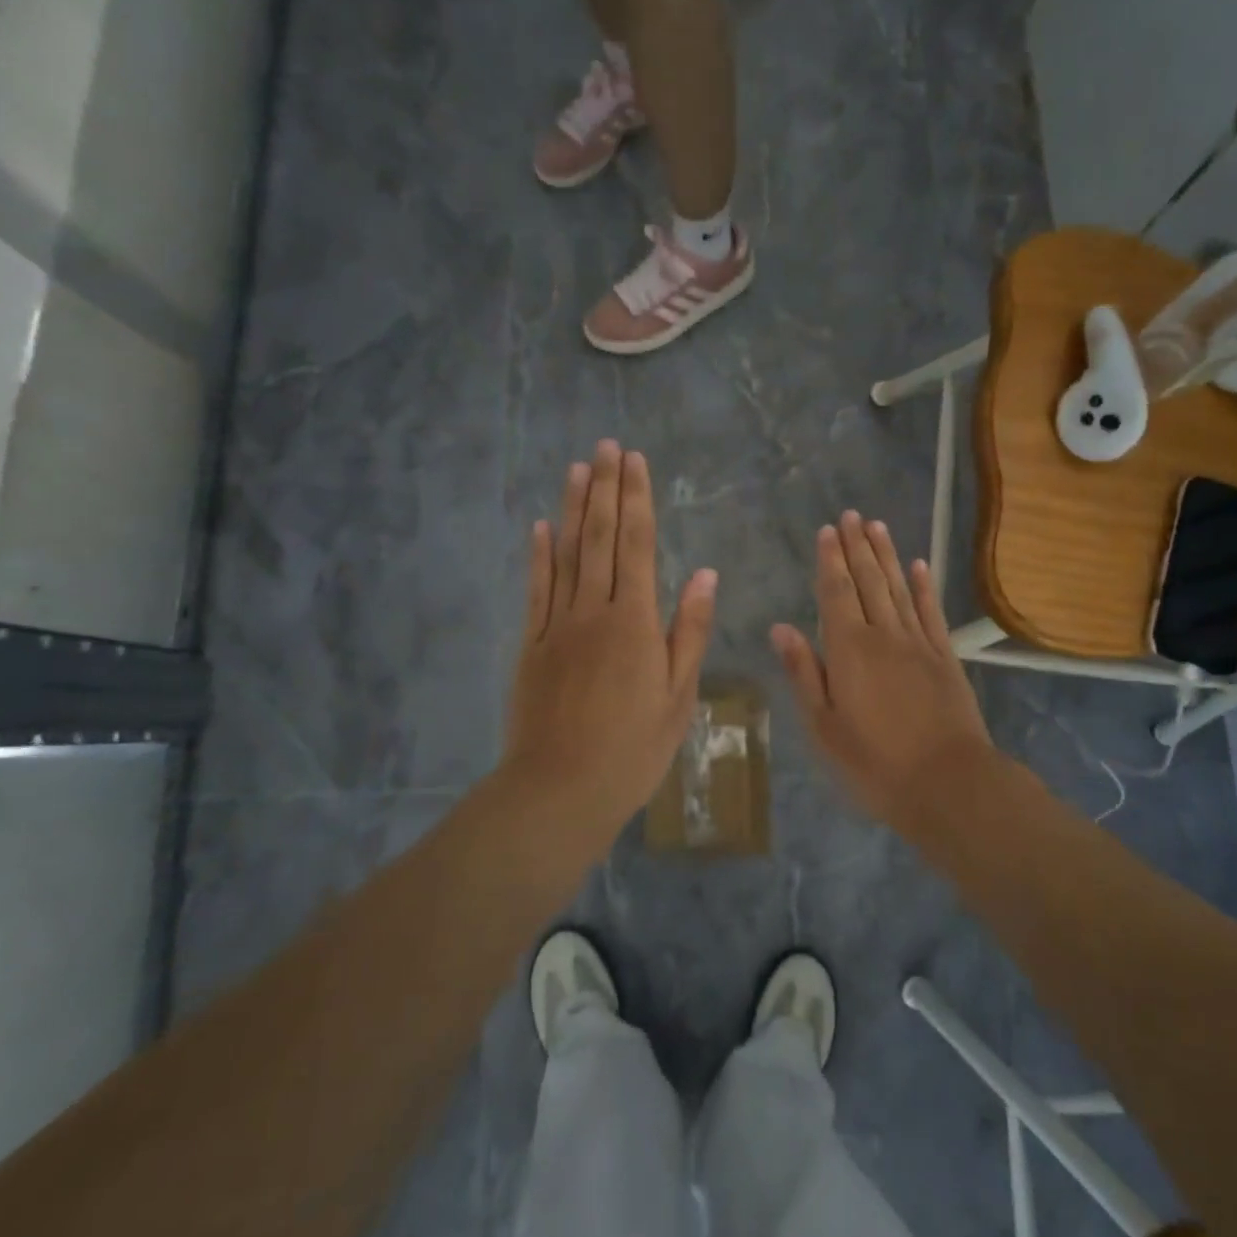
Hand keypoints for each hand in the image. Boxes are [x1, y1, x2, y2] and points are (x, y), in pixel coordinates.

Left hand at [502, 441, 716, 836]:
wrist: (559, 790)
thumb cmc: (632, 749)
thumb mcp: (678, 695)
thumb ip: (688, 630)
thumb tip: (704, 574)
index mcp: (634, 621)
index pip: (636, 545)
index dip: (636, 499)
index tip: (635, 461)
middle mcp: (593, 611)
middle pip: (599, 538)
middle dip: (605, 488)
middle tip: (606, 446)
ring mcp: (556, 625)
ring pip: (566, 555)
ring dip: (573, 509)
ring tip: (577, 469)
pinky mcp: (531, 645)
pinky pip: (536, 590)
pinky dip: (539, 555)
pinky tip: (541, 527)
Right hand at [771, 511, 995, 824]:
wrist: (948, 784)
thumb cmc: (874, 762)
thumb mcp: (823, 726)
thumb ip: (804, 672)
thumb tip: (781, 627)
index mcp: (849, 650)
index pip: (836, 593)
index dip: (830, 560)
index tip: (827, 530)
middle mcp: (884, 635)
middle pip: (868, 581)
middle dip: (857, 547)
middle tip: (851, 515)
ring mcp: (919, 644)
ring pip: (899, 589)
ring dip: (887, 556)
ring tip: (877, 526)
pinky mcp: (945, 658)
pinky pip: (931, 612)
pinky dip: (924, 587)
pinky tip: (919, 565)